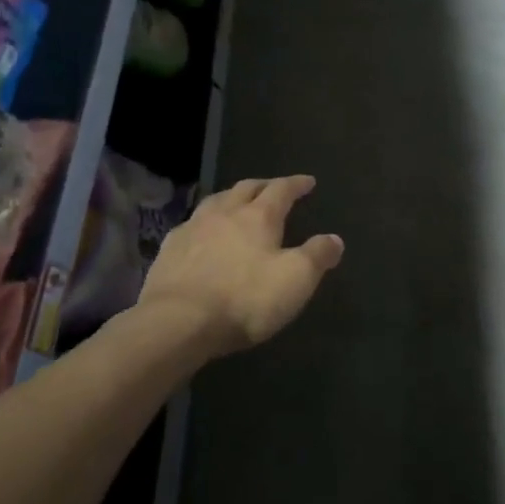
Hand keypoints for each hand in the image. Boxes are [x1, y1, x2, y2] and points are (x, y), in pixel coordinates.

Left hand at [138, 175, 343, 357]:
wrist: (177, 321)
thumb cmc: (244, 299)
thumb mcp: (295, 280)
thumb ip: (317, 256)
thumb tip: (335, 238)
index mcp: (258, 216)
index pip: (281, 190)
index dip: (296, 184)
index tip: (308, 181)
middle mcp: (224, 213)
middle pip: (246, 188)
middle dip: (263, 185)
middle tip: (274, 187)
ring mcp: (192, 229)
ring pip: (215, 201)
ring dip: (231, 198)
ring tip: (237, 202)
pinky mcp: (169, 250)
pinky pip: (191, 225)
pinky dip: (204, 222)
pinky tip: (202, 233)